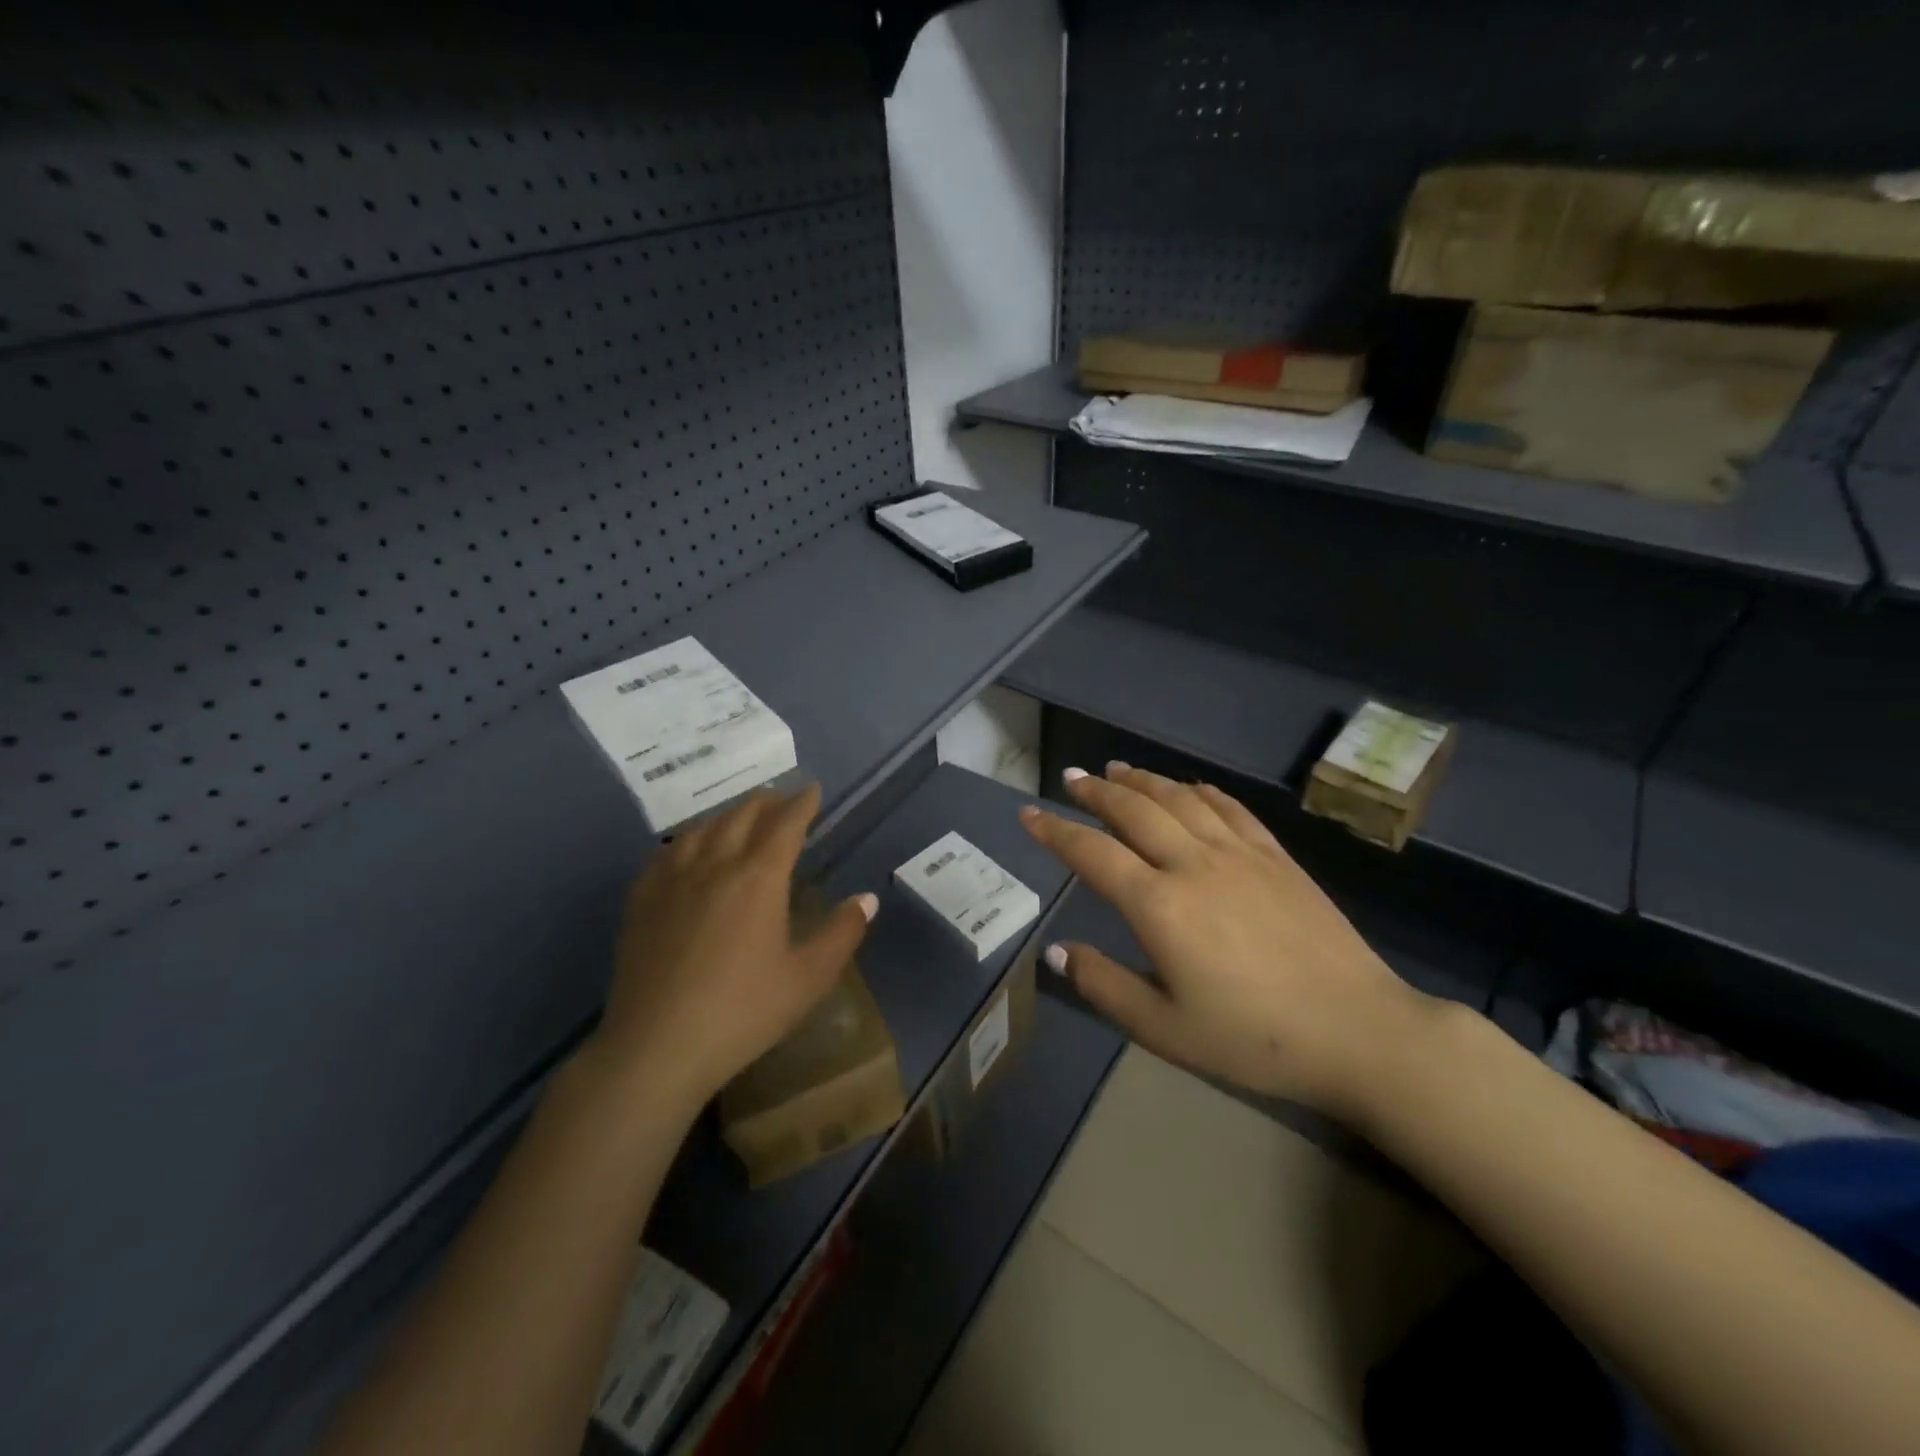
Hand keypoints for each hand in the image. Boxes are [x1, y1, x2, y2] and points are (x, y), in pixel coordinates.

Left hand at [588, 786, 877, 1108]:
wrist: (657, 1047)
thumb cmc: (743, 1012)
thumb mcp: (808, 978)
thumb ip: (842, 933)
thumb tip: (867, 899)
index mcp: (758, 878)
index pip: (785, 824)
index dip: (802, 803)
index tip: (812, 790)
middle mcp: (715, 865)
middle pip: (741, 815)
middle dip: (766, 801)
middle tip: (782, 799)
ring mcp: (672, 879)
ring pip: (702, 827)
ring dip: (728, 814)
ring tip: (740, 817)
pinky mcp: (641, 900)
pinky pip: (667, 850)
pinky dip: (690, 837)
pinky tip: (689, 848)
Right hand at [1020, 762, 1422, 1116]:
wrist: (1358, 1030)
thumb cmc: (1254, 1038)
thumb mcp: (1165, 1029)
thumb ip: (1105, 986)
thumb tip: (1058, 952)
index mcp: (1159, 905)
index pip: (1093, 854)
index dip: (1055, 831)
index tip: (1028, 813)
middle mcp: (1193, 864)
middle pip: (1134, 811)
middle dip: (1096, 793)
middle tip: (1071, 778)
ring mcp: (1239, 854)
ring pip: (1179, 800)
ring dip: (1142, 780)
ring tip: (1116, 770)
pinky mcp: (1276, 857)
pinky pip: (1230, 809)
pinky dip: (1200, 791)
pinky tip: (1188, 786)